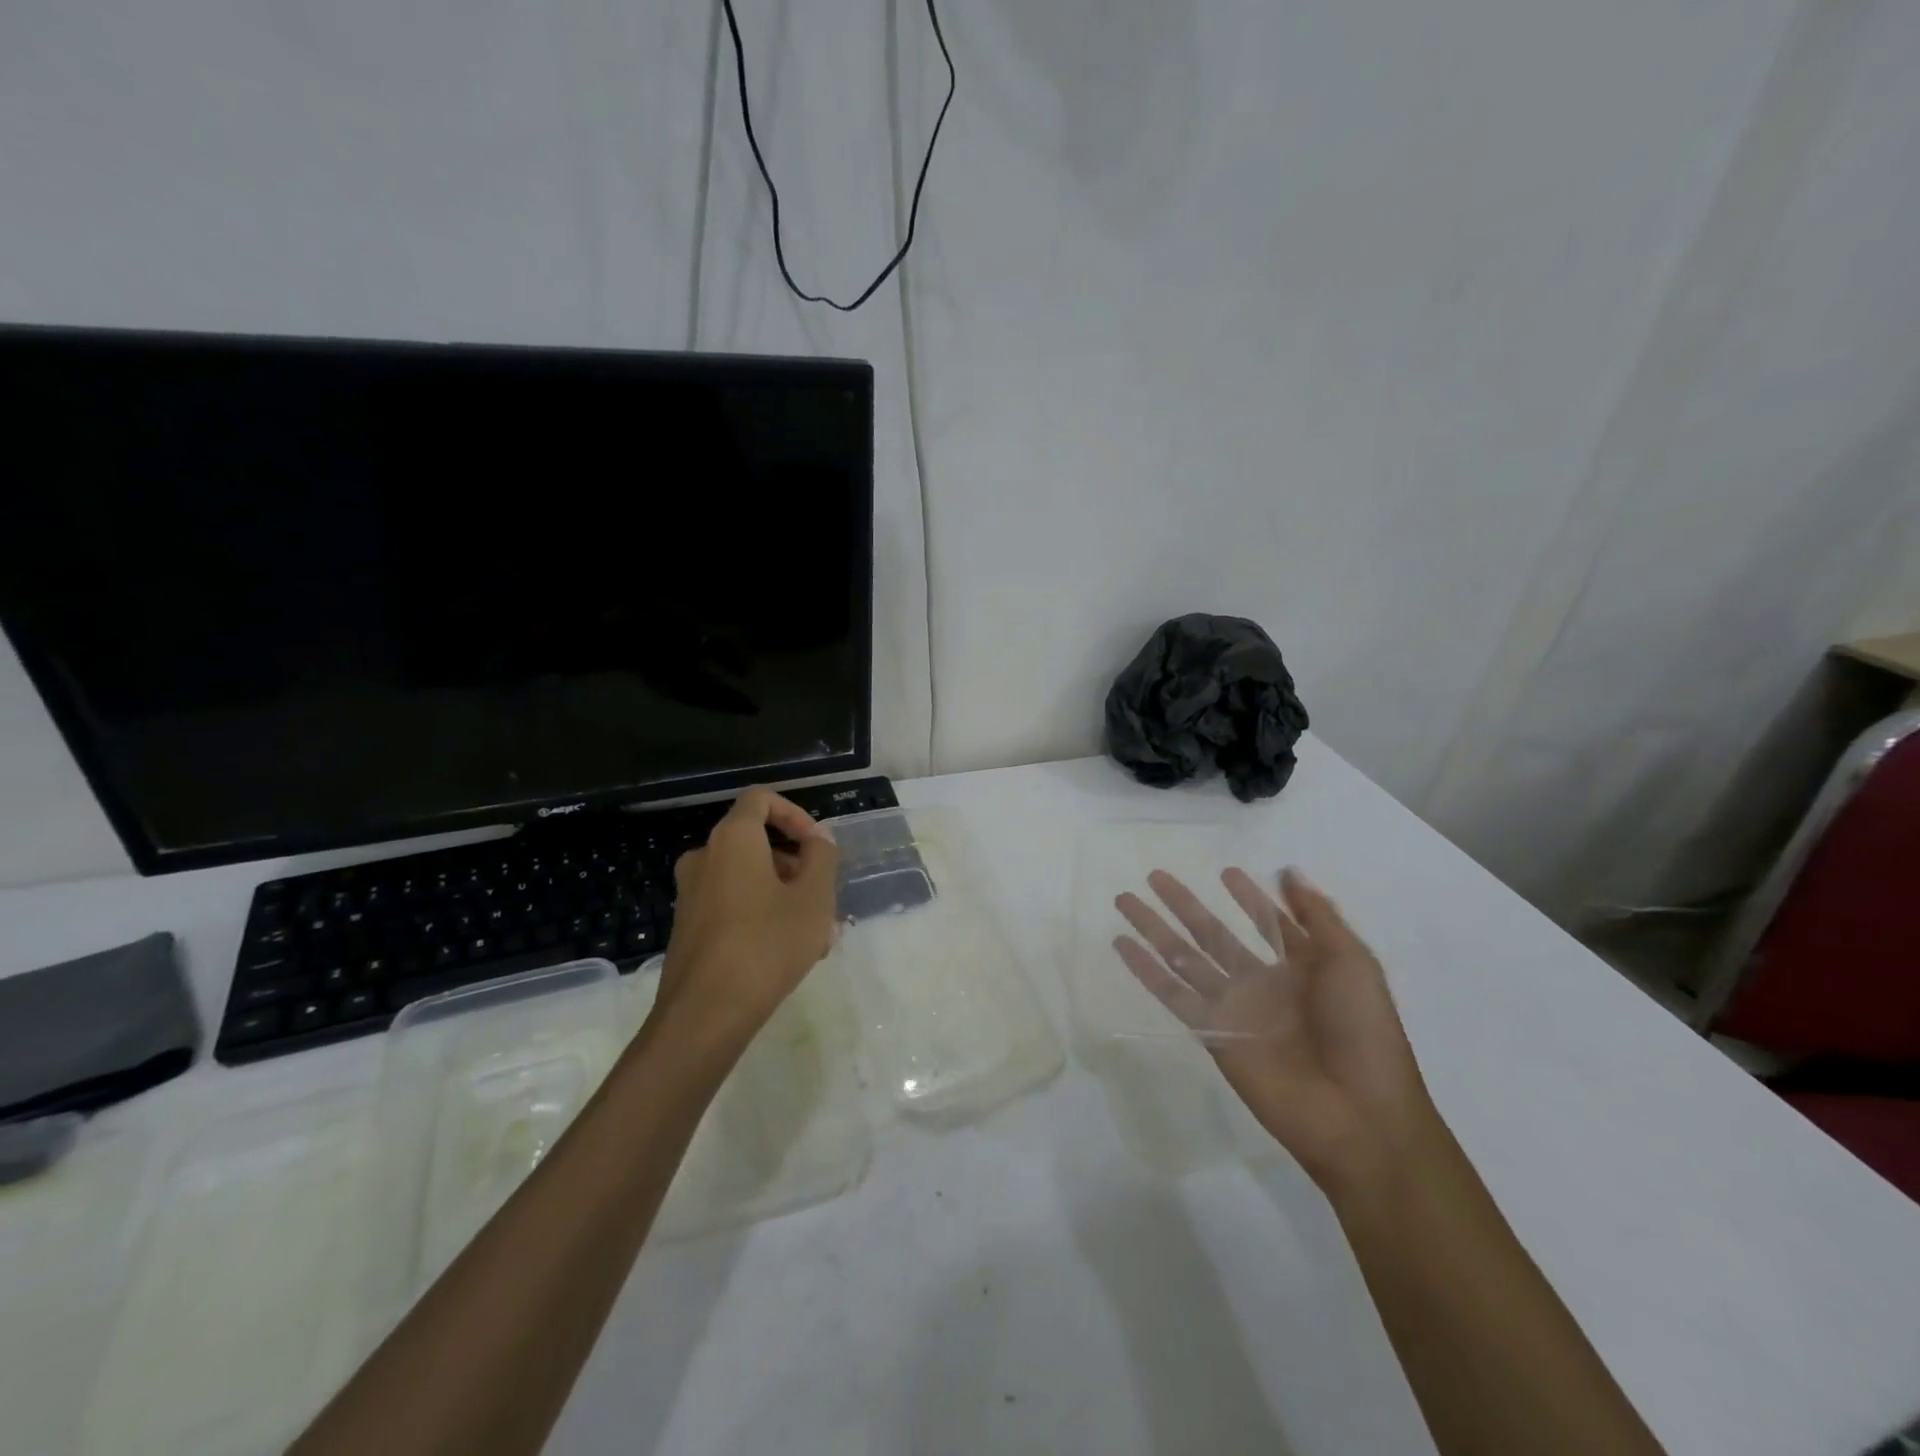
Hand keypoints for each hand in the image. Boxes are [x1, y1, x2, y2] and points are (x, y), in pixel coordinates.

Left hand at [658, 788, 840, 1041]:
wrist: (704, 1014)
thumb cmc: (767, 944)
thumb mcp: (814, 897)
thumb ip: (822, 857)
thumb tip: (818, 837)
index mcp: (733, 839)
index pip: (761, 799)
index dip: (795, 813)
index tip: (817, 846)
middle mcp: (705, 857)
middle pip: (758, 843)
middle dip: (797, 866)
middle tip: (826, 900)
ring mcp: (691, 894)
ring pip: (749, 879)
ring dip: (786, 895)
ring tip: (819, 936)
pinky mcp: (688, 927)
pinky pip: (733, 905)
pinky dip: (762, 914)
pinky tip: (789, 953)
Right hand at [1114, 866, 1434, 1187]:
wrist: (1356, 1114)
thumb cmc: (1362, 1032)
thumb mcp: (1353, 963)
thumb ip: (1318, 916)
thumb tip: (1287, 871)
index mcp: (1302, 966)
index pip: (1267, 922)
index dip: (1249, 898)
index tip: (1226, 871)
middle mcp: (1262, 982)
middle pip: (1213, 934)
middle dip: (1185, 905)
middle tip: (1155, 876)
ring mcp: (1234, 1007)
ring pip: (1184, 957)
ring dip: (1154, 929)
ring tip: (1125, 900)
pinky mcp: (1212, 1032)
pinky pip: (1172, 994)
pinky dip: (1145, 970)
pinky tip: (1122, 944)